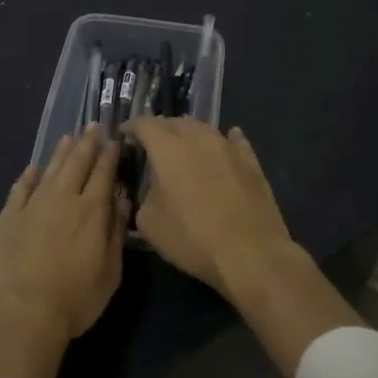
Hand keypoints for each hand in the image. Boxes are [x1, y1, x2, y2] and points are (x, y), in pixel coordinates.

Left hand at [0, 127, 129, 340]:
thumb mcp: (110, 272)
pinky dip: (27, 177)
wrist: (21, 313)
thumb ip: (116, 232)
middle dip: (87, 144)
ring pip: (49, 171)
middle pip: (76, 164)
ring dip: (60, 153)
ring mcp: (32, 206)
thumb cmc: (74, 299)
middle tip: (93, 127)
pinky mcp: (7, 219)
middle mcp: (62, 199)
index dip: (109, 155)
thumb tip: (122, 200)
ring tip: (68, 137)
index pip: (103, 174)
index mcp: (91, 211)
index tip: (114, 140)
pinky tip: (32, 169)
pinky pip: (19, 190)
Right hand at [124, 118, 297, 300]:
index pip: (146, 125)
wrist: (251, 254)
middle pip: (176, 122)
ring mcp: (229, 148)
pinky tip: (226, 142)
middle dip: (160, 129)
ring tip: (183, 146)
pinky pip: (234, 142)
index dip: (132, 127)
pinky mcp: (251, 162)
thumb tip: (154, 187)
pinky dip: (223, 141)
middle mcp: (199, 139)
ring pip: (204, 129)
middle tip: (152, 143)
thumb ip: (145, 196)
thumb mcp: (150, 224)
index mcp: (169, 150)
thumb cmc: (193, 240)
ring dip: (189, 134)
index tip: (125, 134)